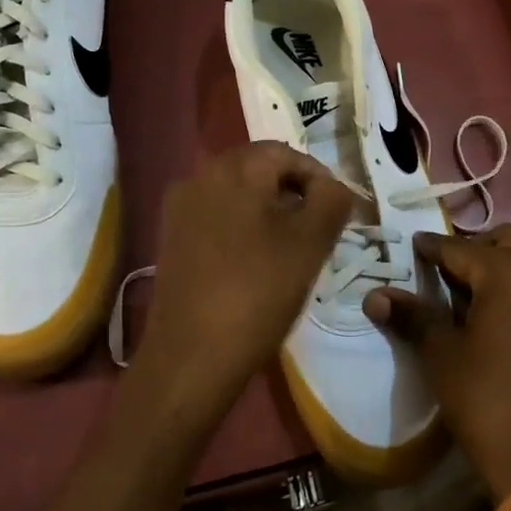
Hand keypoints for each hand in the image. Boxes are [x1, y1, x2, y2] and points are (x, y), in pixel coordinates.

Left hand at [126, 142, 351, 434]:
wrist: (192, 356)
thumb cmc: (258, 291)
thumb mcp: (311, 243)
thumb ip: (332, 200)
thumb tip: (333, 187)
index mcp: (235, 168)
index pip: (288, 154)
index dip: (320, 179)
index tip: (338, 213)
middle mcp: (201, 176)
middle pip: (260, 170)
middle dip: (294, 193)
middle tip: (318, 230)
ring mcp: (181, 208)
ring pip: (238, 194)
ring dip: (269, 211)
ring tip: (292, 249)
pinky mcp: (171, 238)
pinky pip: (217, 217)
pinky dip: (243, 228)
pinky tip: (257, 263)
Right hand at [363, 224, 510, 499]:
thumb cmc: (485, 399)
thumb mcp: (441, 354)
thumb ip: (412, 316)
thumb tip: (373, 296)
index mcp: (509, 272)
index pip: (460, 248)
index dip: (431, 248)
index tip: (412, 246)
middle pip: (504, 240)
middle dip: (473, 248)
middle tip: (444, 270)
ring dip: (499, 265)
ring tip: (467, 293)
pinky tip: (497, 316)